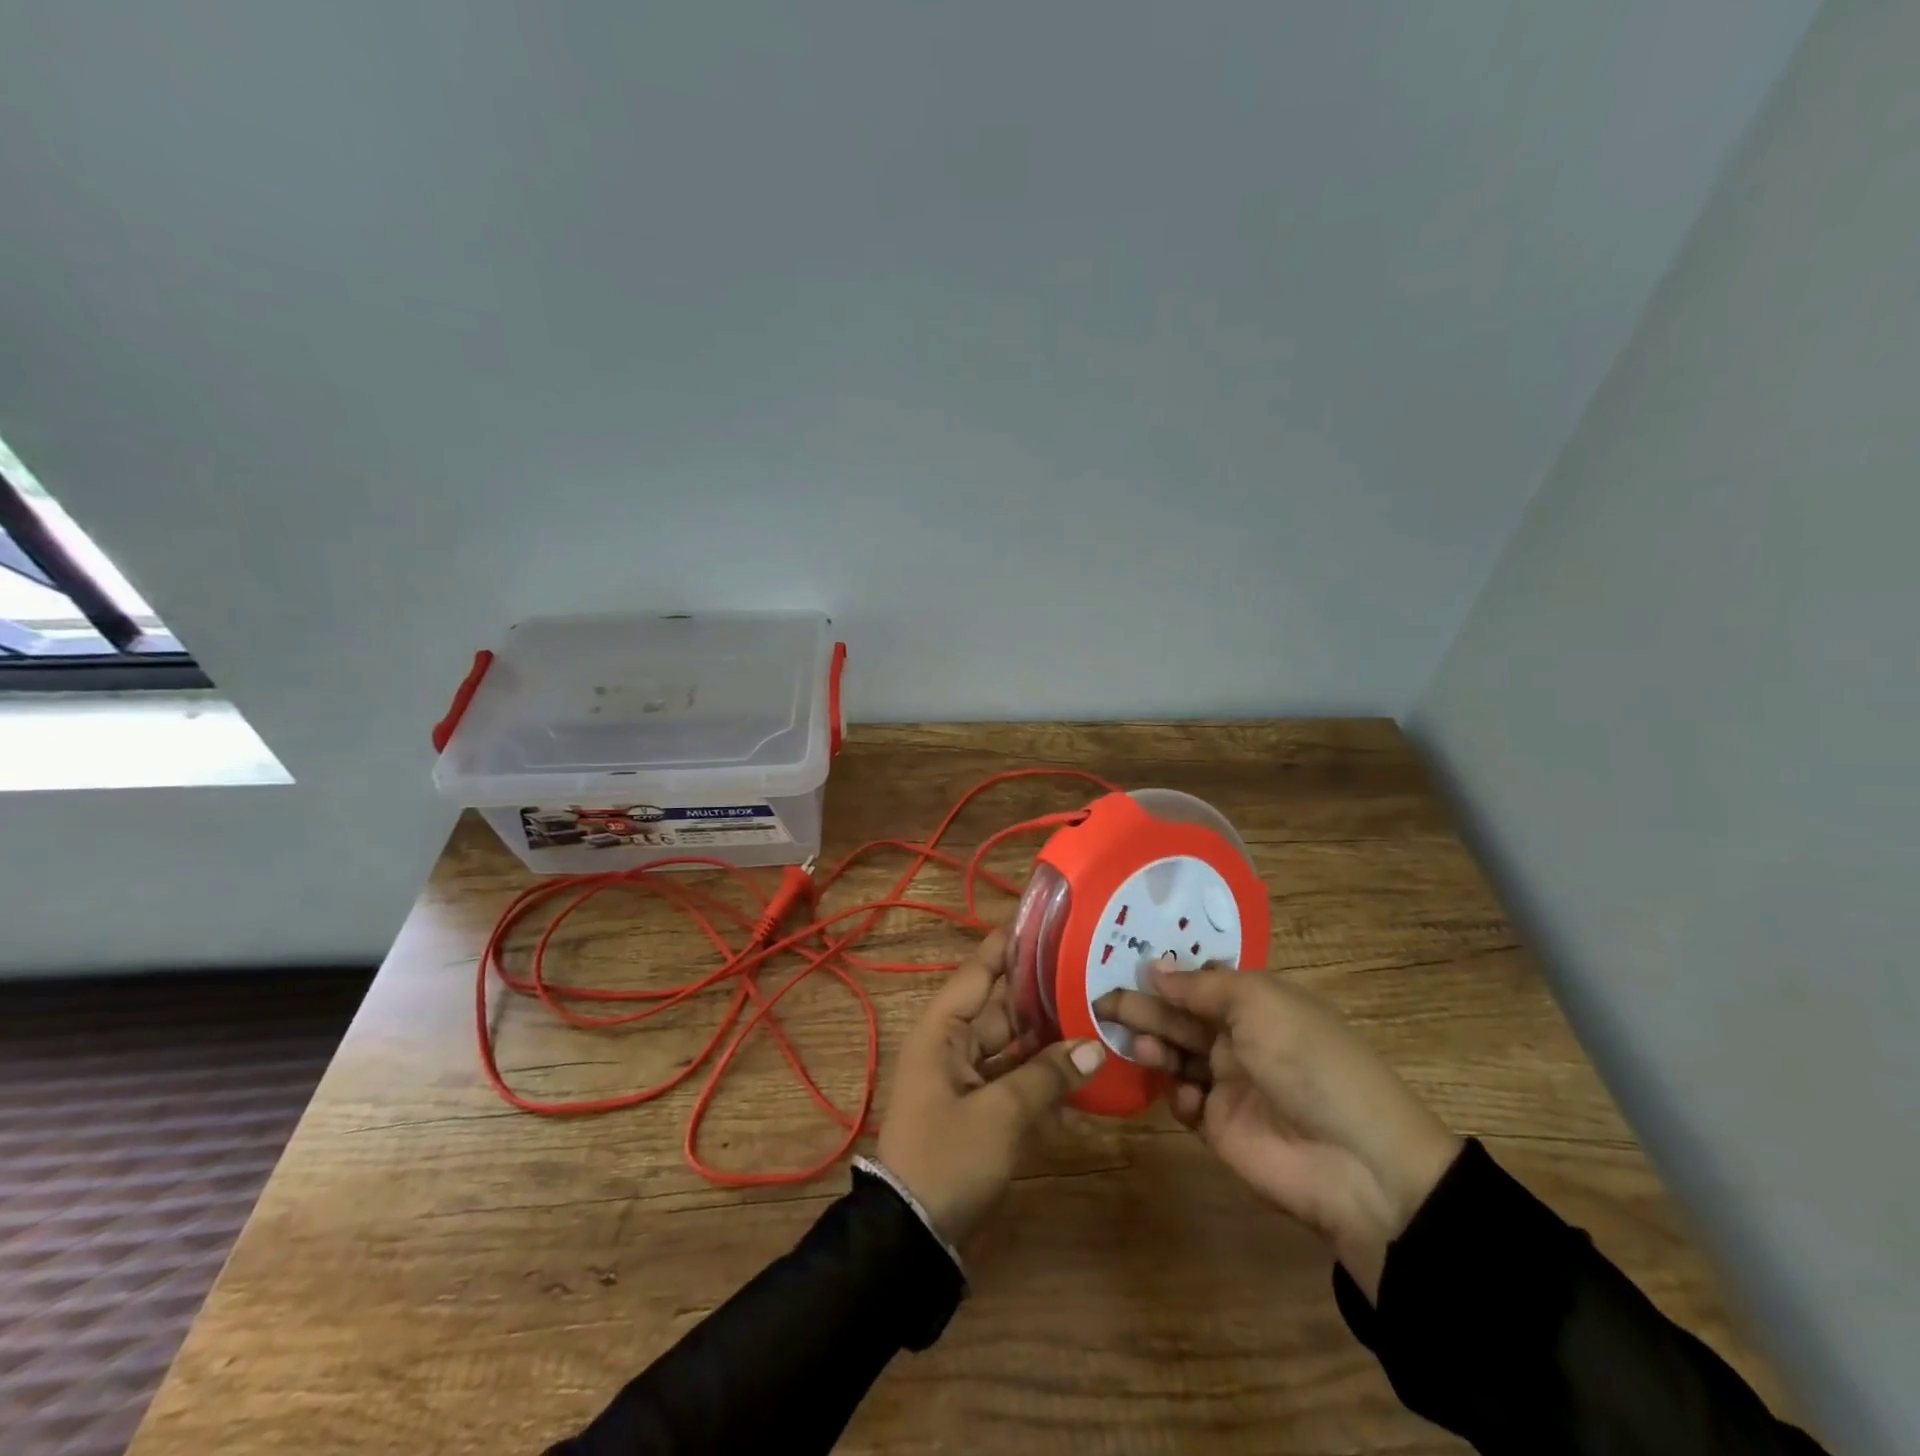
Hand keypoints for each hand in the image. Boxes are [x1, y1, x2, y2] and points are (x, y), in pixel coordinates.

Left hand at [877, 929, 1106, 1244]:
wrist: (911, 1238)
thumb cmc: (947, 1158)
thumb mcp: (1001, 1115)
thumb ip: (1047, 1076)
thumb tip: (1094, 1046)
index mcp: (942, 1030)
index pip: (980, 970)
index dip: (1010, 944)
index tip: (1048, 920)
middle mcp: (952, 1044)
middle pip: (1002, 1006)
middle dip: (1043, 992)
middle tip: (1092, 969)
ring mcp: (965, 1077)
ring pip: (1013, 1043)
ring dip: (1049, 1037)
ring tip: (1097, 1014)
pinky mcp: (979, 1107)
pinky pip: (1014, 1079)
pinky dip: (1042, 1078)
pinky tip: (1083, 1078)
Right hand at [1098, 969, 1460, 1298]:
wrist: (1358, 1163)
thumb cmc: (1308, 1062)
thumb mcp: (1260, 1004)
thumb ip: (1202, 986)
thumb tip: (1155, 967)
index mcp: (1256, 1003)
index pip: (1200, 981)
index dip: (1164, 974)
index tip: (1121, 964)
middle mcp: (1239, 1038)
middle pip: (1180, 1016)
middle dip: (1145, 1008)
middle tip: (1103, 1004)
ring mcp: (1229, 1084)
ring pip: (1176, 1056)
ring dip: (1155, 1048)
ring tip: (1140, 1048)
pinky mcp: (1221, 1127)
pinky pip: (1185, 1103)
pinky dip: (1178, 1097)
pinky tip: (1188, 1099)